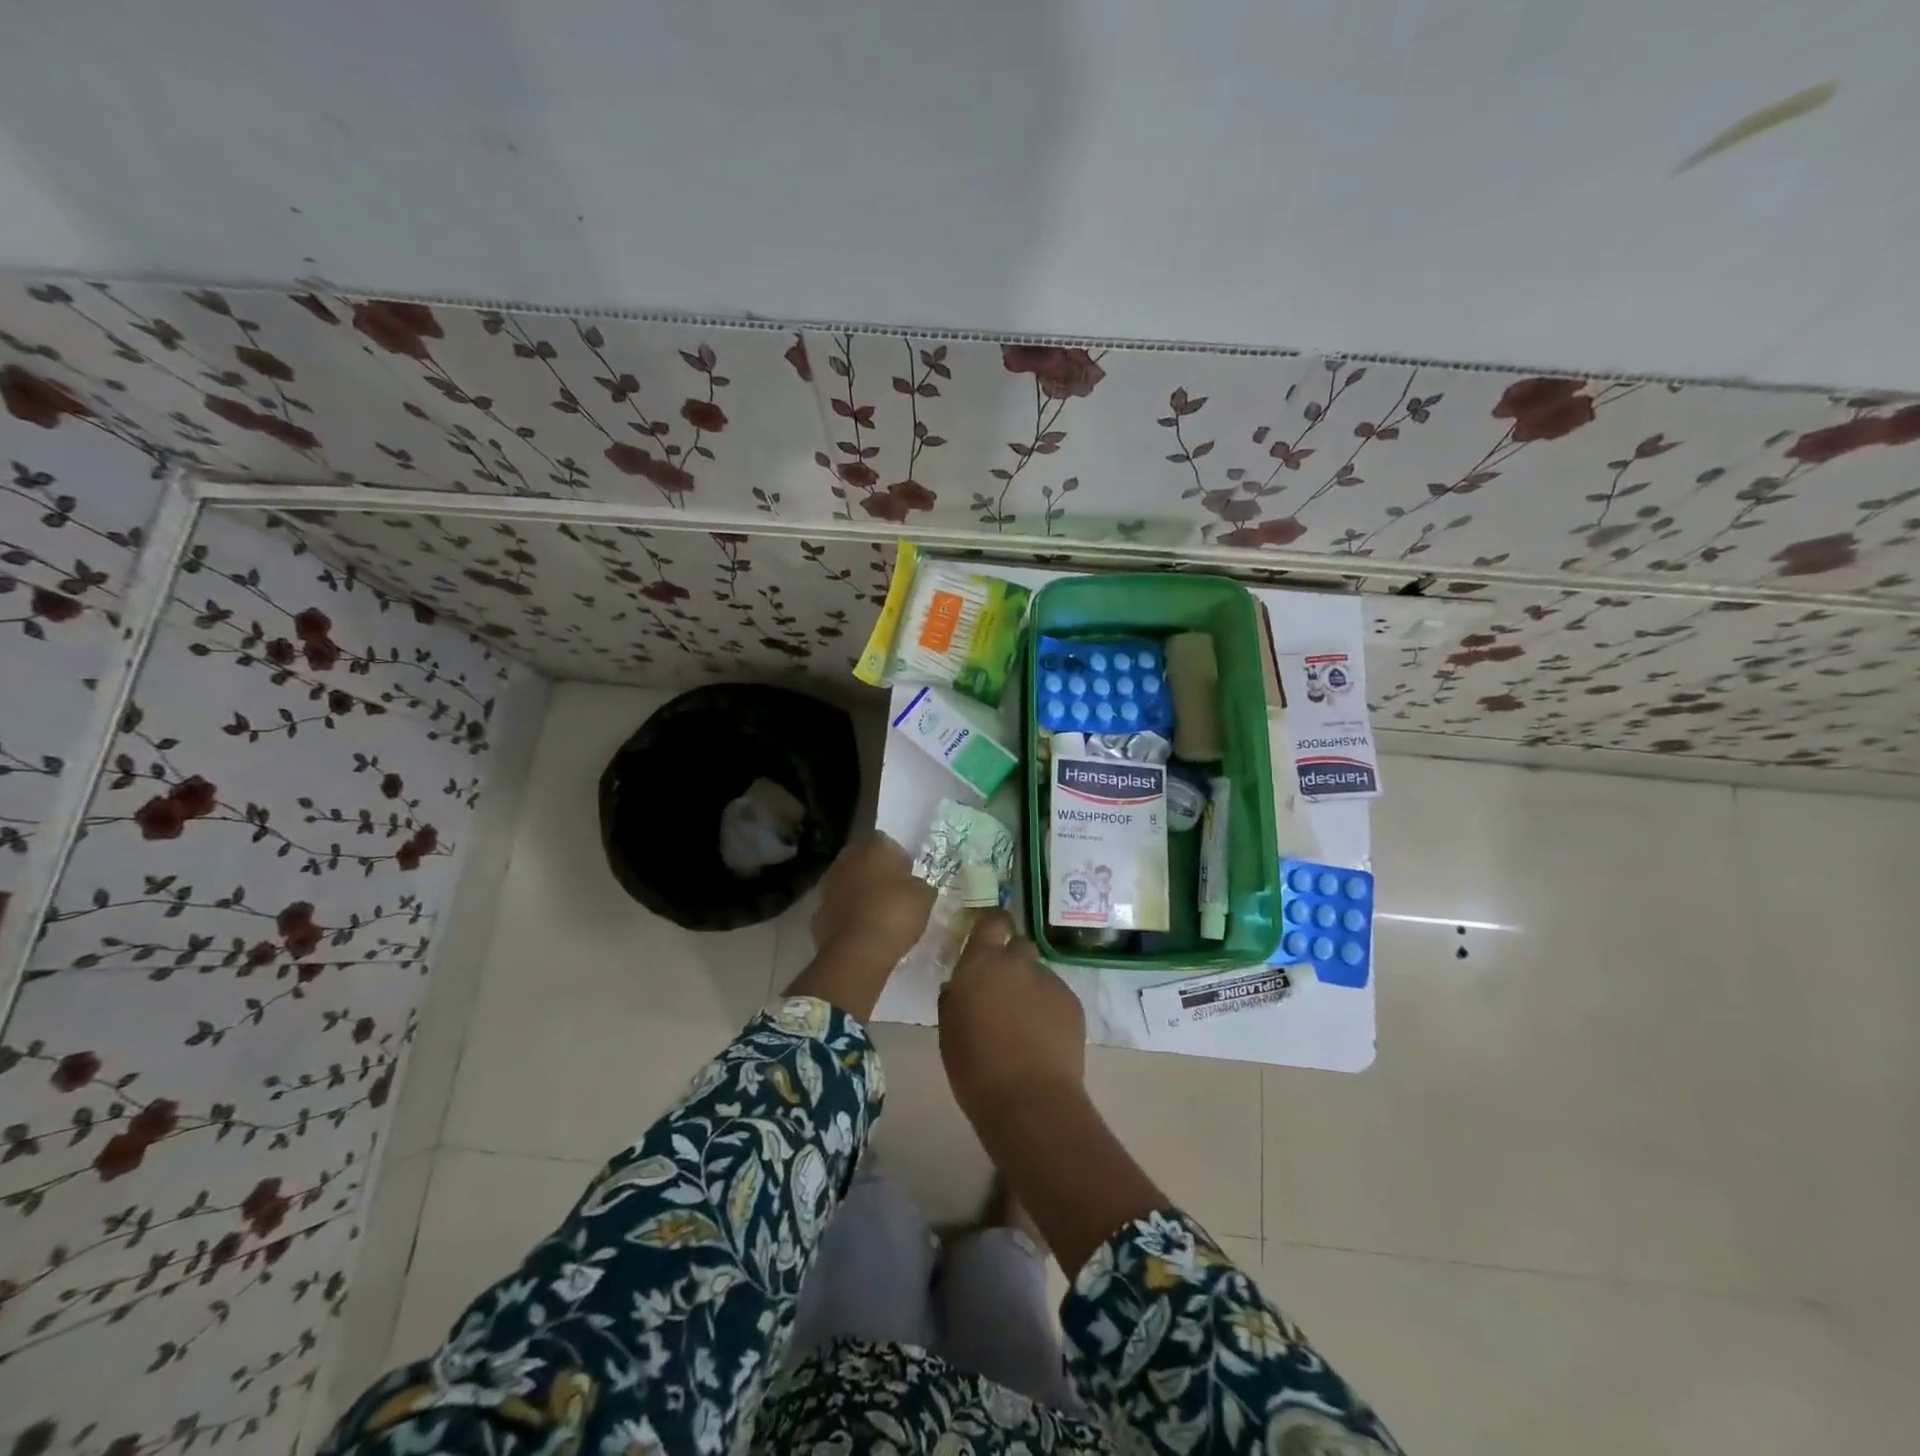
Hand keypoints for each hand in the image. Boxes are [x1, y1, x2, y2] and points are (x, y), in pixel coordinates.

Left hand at [809, 832, 935, 974]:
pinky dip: (848, 917)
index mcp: (873, 846)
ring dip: (860, 894)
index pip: (887, 843)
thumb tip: (915, 886)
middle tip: (894, 894)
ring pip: (848, 884)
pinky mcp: (817, 914)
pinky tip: (863, 933)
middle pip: (863, 861)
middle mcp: (846, 859)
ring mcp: (827, 886)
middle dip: (876, 874)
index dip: (898, 860)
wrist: (858, 951)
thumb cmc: (895, 913)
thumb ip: (919, 885)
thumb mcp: (924, 897)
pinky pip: (839, 910)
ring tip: (879, 916)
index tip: (907, 877)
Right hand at [938, 911, 1085, 1124]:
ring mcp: (1049, 981)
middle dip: (1012, 960)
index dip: (992, 926)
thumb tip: (961, 986)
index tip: (987, 938)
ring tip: (1024, 1025)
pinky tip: (1043, 1040)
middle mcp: (1018, 963)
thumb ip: (956, 997)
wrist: (1030, 1099)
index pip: (992, 921)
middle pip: (1019, 945)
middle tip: (1002, 990)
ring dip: (1030, 989)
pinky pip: (1056, 996)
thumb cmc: (975, 1067)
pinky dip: (1049, 1010)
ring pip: (1038, 974)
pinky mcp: (1073, 1003)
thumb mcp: (950, 1029)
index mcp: (982, 963)